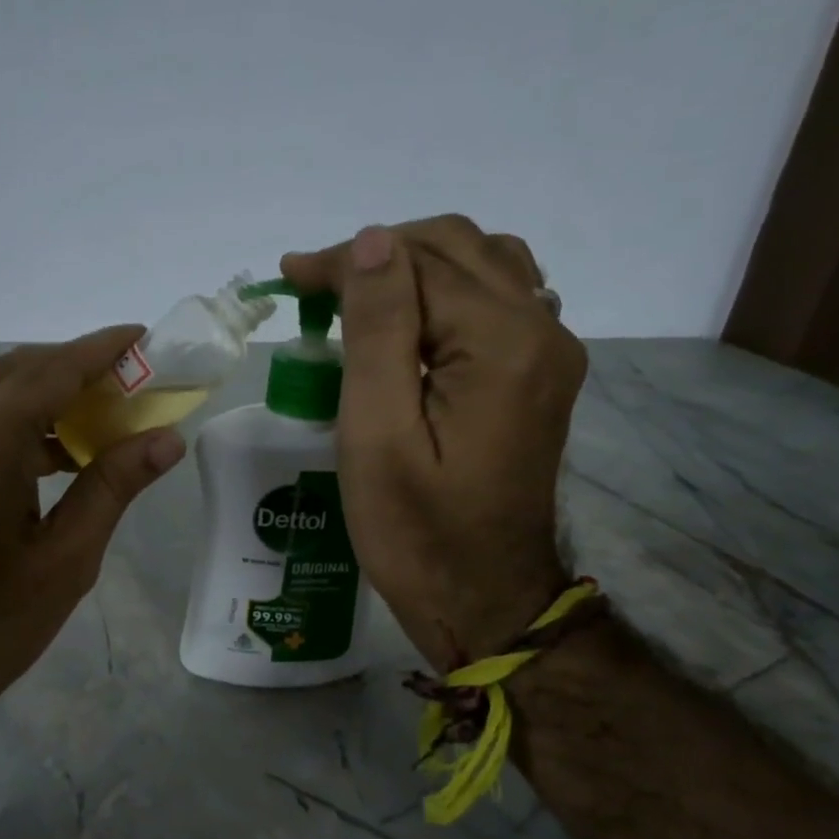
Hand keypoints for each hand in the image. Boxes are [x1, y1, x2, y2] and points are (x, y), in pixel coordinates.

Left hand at [0, 327, 185, 733]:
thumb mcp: (66, 556)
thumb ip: (114, 485)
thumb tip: (166, 438)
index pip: (58, 367)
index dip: (106, 350)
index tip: (148, 338)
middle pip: (25, 370)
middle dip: (81, 371)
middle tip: (136, 387)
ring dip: (51, 398)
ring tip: (107, 423)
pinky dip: (22, 426)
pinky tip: (59, 459)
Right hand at [281, 216, 586, 671]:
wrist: (483, 599)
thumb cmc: (416, 532)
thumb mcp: (377, 435)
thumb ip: (377, 331)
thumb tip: (371, 240)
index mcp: (501, 344)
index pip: (417, 262)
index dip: (347, 261)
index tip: (288, 276)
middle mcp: (542, 330)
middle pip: (456, 250)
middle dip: (378, 257)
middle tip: (313, 289)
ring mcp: (550, 353)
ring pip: (482, 266)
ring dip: (414, 269)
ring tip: (358, 300)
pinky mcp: (539, 376)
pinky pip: (497, 302)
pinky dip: (445, 294)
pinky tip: (409, 324)